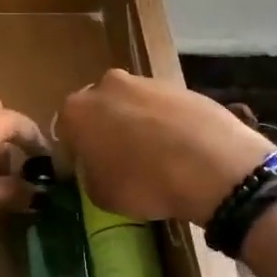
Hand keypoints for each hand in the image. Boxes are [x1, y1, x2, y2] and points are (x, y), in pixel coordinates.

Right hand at [57, 71, 276, 225]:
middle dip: (103, 130)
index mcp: (77, 110)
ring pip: (130, 104)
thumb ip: (89, 174)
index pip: (64, 131)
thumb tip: (95, 167)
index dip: (73, 154)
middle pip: (97, 109)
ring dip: (134, 124)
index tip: (84, 172)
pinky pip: (161, 107)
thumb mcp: (101, 195)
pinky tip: (178, 149)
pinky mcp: (179, 85)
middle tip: (118, 161)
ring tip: (154, 156)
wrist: (213, 164)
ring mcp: (145, 81)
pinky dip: (164, 123)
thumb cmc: (144, 182)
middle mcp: (106, 85)